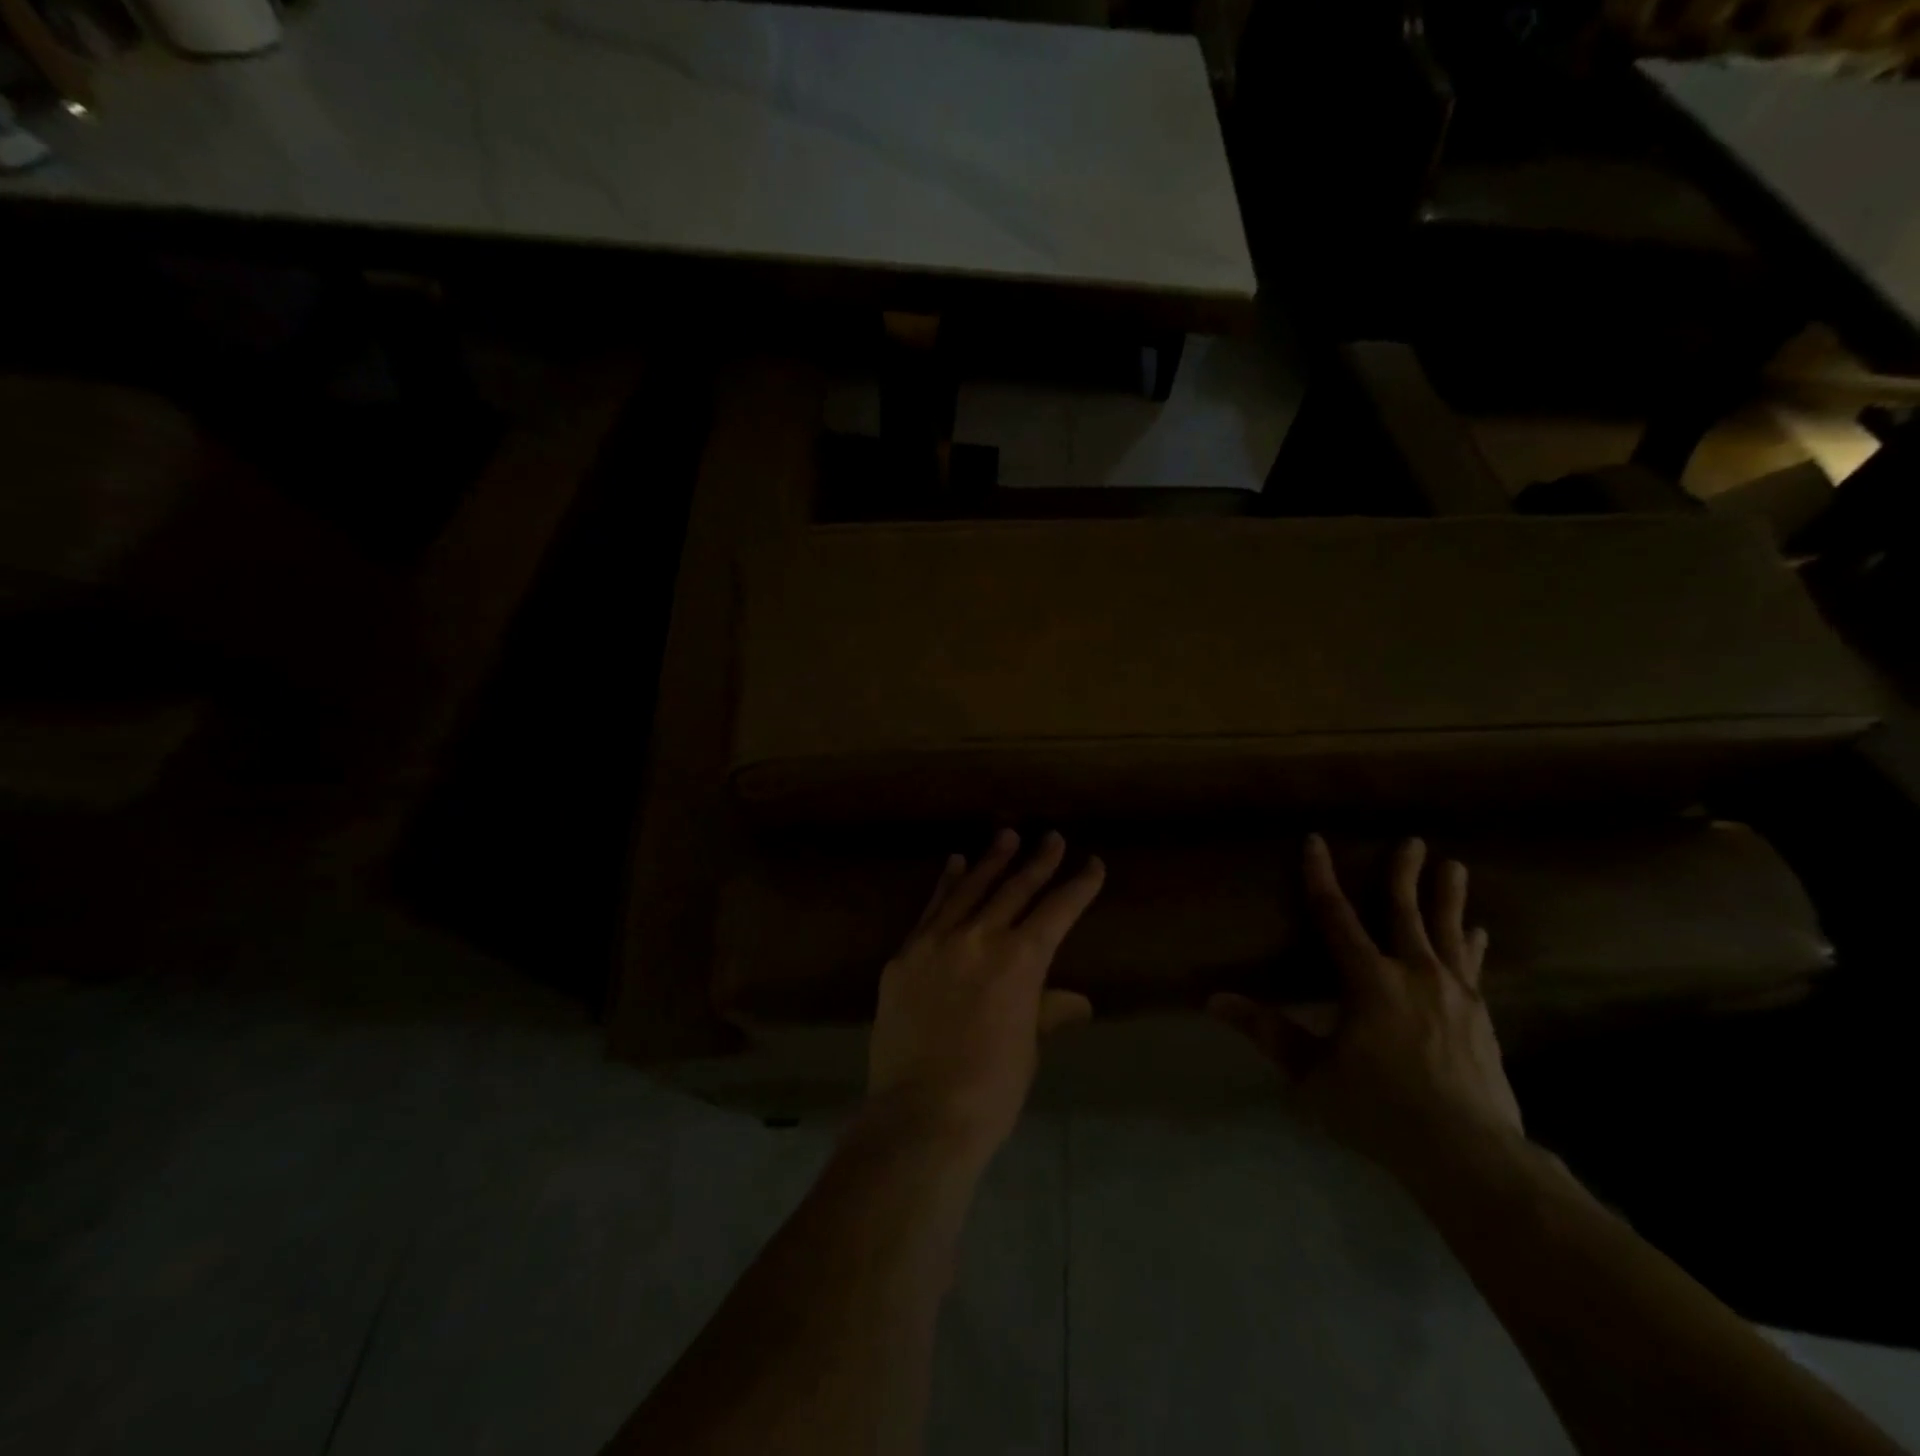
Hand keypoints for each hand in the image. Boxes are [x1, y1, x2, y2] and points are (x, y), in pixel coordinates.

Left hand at [867, 830, 1103, 1163]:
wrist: (920, 1112)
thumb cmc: (990, 1088)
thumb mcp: (1028, 1048)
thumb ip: (1046, 1011)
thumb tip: (1076, 1002)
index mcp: (1020, 960)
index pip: (1057, 911)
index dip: (1079, 886)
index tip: (1093, 864)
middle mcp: (980, 937)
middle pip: (1015, 889)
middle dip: (1038, 861)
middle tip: (1052, 837)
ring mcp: (937, 941)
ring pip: (971, 888)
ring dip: (992, 860)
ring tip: (1006, 834)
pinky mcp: (906, 954)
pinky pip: (932, 908)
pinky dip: (947, 884)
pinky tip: (955, 864)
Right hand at [1209, 834, 1522, 1184]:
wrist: (1469, 1154)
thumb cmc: (1378, 1109)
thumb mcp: (1311, 1072)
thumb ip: (1267, 1031)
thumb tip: (1214, 1000)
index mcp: (1369, 980)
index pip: (1337, 916)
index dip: (1321, 877)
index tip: (1315, 841)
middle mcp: (1414, 974)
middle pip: (1405, 912)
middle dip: (1404, 874)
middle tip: (1413, 840)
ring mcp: (1455, 995)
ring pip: (1447, 933)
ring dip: (1447, 897)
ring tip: (1454, 866)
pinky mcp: (1481, 1018)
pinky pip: (1473, 967)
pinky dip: (1471, 944)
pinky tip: (1478, 932)